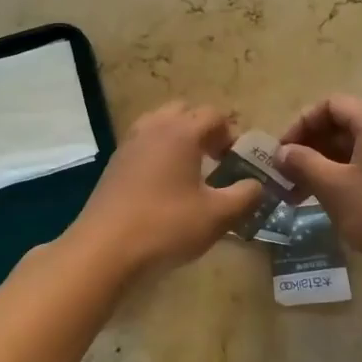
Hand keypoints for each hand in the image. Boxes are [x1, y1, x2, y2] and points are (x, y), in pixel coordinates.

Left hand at [63, 102, 263, 280]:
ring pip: (159, 124)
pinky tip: (164, 186)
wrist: (104, 249)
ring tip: (190, 171)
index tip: (237, 162)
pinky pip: (143, 144)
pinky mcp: (114, 164)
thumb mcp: (217, 216)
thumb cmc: (166, 226)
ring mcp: (129, 144)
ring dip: (178, 139)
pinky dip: (158, 152)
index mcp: (181, 132)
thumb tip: (257, 185)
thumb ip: (245, 196)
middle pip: (184, 111)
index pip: (213, 115)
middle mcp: (153, 128)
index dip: (231, 134)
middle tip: (215, 160)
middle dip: (203, 129)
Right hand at [279, 95, 361, 280]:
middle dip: (312, 147)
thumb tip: (283, 151)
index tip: (282, 153)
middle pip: (344, 123)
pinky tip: (336, 201)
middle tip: (288, 176)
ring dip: (328, 164)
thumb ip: (304, 164)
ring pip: (358, 147)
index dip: (301, 124)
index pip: (330, 104)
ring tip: (304, 193)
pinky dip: (350, 174)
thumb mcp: (336, 188)